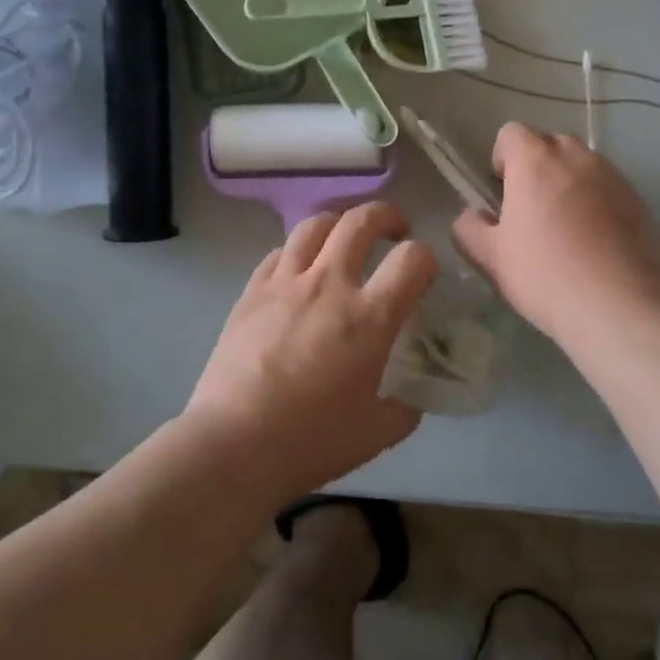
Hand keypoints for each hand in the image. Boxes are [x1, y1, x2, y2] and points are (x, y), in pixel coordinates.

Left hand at [186, 202, 436, 502]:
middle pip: (362, 221)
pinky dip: (297, 252)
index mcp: (369, 317)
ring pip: (315, 225)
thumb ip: (401, 410)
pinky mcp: (251, 291)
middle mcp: (329, 284)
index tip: (423, 273)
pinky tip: (299, 271)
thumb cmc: (310, 441)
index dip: (426, 258)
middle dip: (386, 216)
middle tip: (393, 231)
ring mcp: (285, 283)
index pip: (413, 259)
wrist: (233, 443)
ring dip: (338, 224)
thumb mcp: (374, 435)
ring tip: (343, 241)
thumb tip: (409, 401)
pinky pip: (279, 252)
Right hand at [452, 123, 659, 344]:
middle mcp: (577, 157)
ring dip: (570, 184)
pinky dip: (599, 205)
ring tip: (567, 229)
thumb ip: (468, 228)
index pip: (511, 132)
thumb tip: (471, 216)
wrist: (619, 307)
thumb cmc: (544, 274)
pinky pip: (610, 190)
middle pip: (550, 144)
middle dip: (538, 167)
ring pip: (583, 166)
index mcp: (535, 161)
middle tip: (531, 211)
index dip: (502, 158)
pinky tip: (596, 245)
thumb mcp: (489, 257)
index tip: (502, 193)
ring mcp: (614, 177)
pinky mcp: (641, 202)